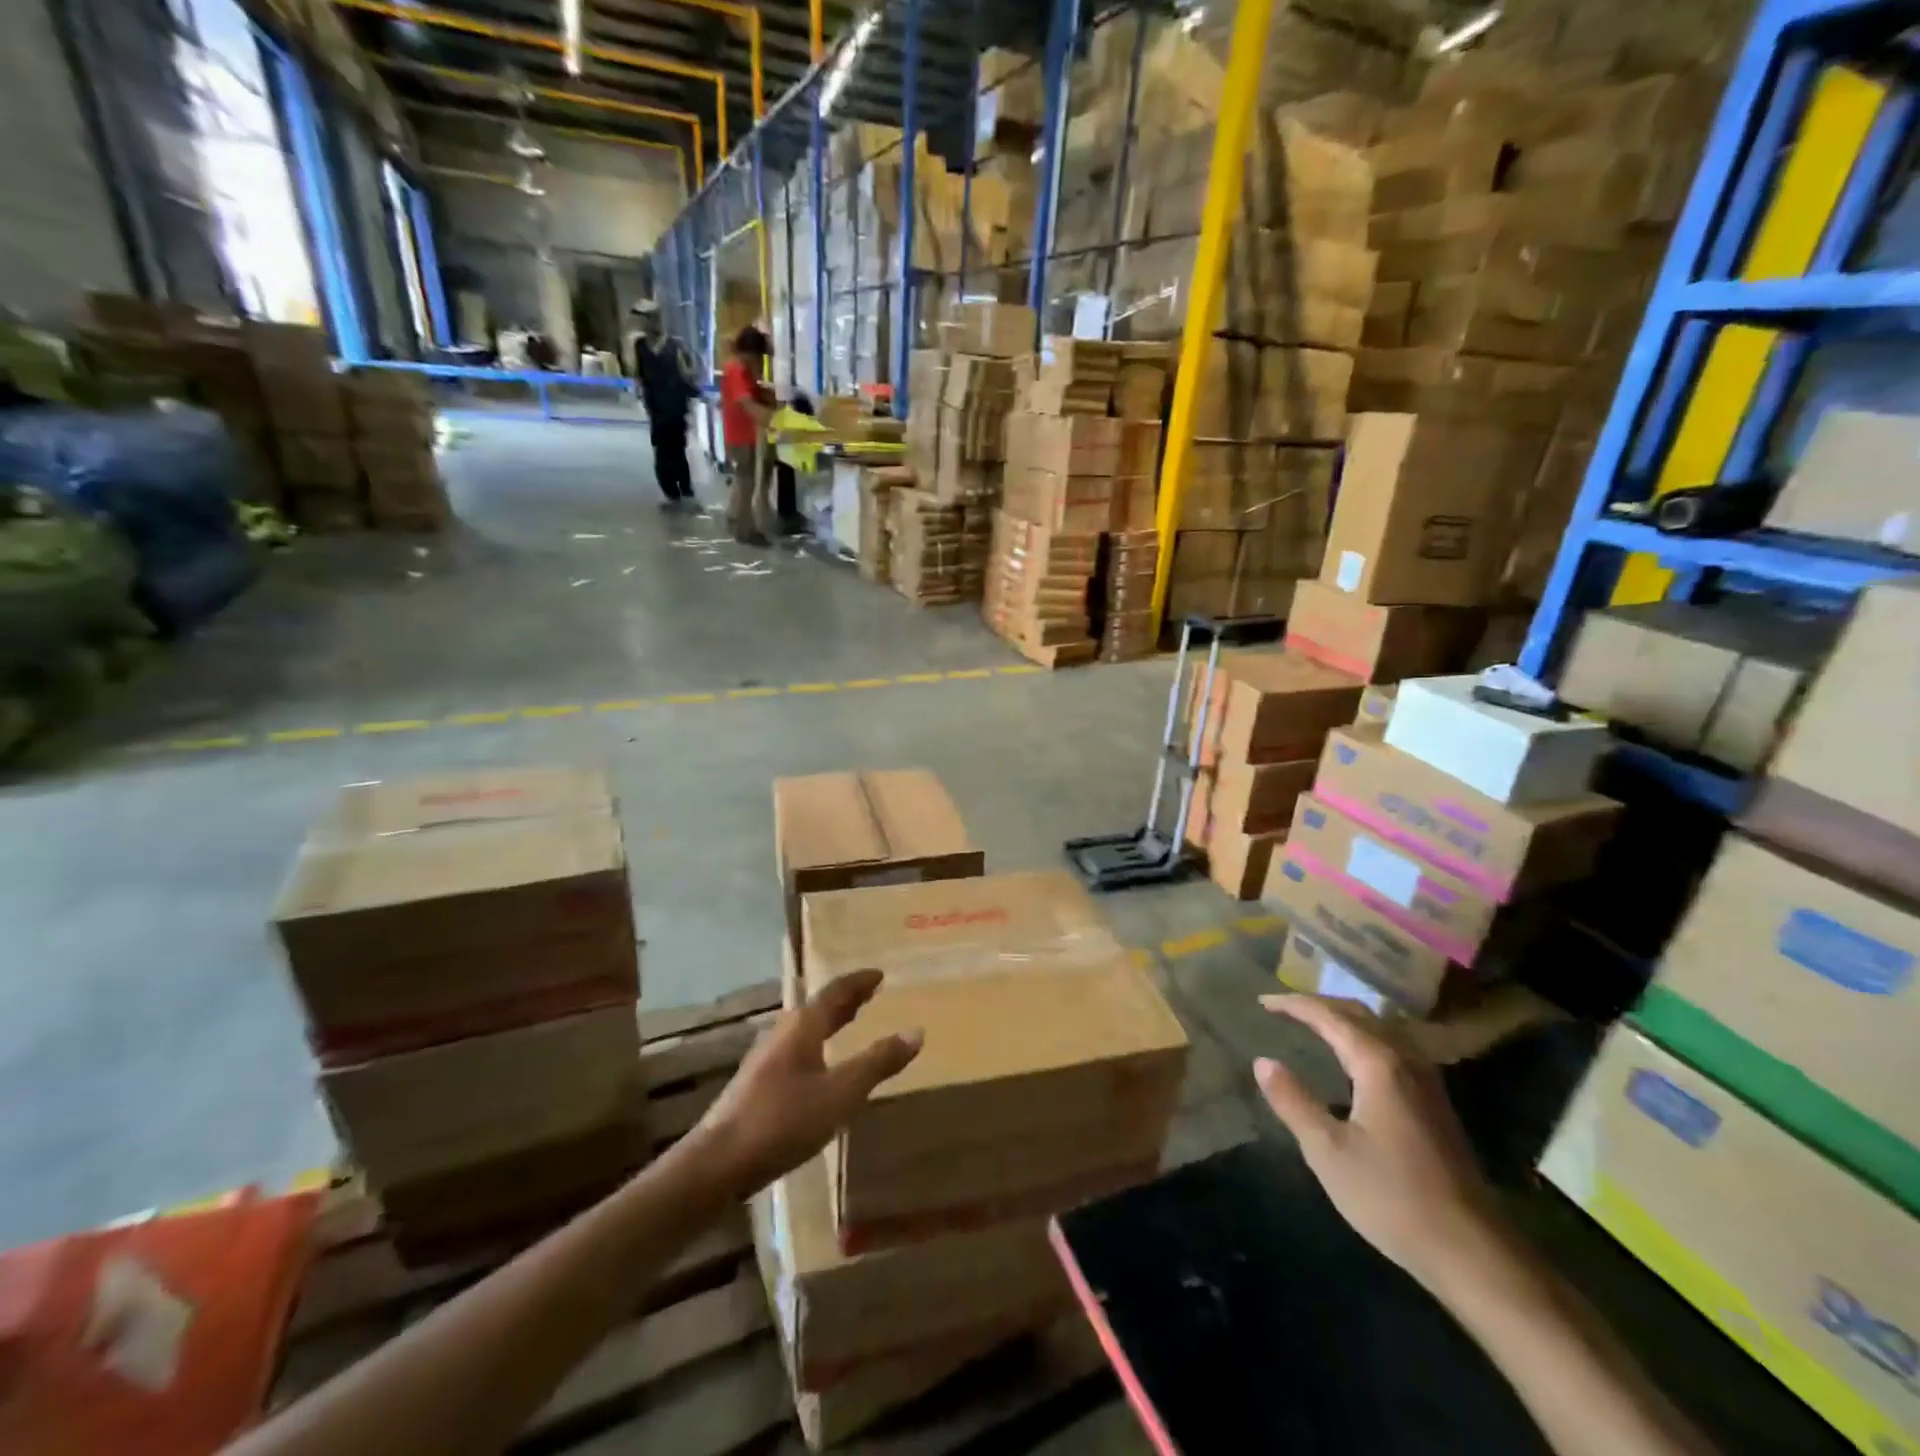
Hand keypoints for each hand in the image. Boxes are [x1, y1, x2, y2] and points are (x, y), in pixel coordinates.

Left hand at [693, 969, 921, 1197]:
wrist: (718, 1163)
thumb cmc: (784, 1120)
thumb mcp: (840, 1093)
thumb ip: (877, 1063)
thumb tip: (916, 1031)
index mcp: (803, 1025)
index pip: (835, 991)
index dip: (859, 982)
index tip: (879, 975)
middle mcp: (782, 1032)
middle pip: (817, 1006)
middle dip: (845, 1000)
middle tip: (869, 994)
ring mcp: (765, 1057)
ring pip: (804, 1028)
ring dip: (829, 1021)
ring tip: (848, 1024)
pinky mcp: (756, 1083)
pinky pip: (796, 1048)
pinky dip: (816, 1043)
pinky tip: (819, 1066)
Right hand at [1252, 994, 1503, 1291]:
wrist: (1472, 1251)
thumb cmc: (1392, 1197)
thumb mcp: (1328, 1151)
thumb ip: (1293, 1101)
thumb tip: (1263, 1061)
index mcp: (1378, 1064)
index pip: (1330, 1016)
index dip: (1294, 1004)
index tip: (1262, 1002)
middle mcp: (1406, 1061)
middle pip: (1359, 1014)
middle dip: (1319, 1005)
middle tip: (1284, 1007)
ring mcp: (1426, 1082)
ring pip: (1380, 1030)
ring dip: (1344, 1019)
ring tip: (1314, 1024)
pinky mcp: (1434, 1103)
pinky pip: (1392, 1048)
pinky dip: (1363, 1038)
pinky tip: (1353, 1060)